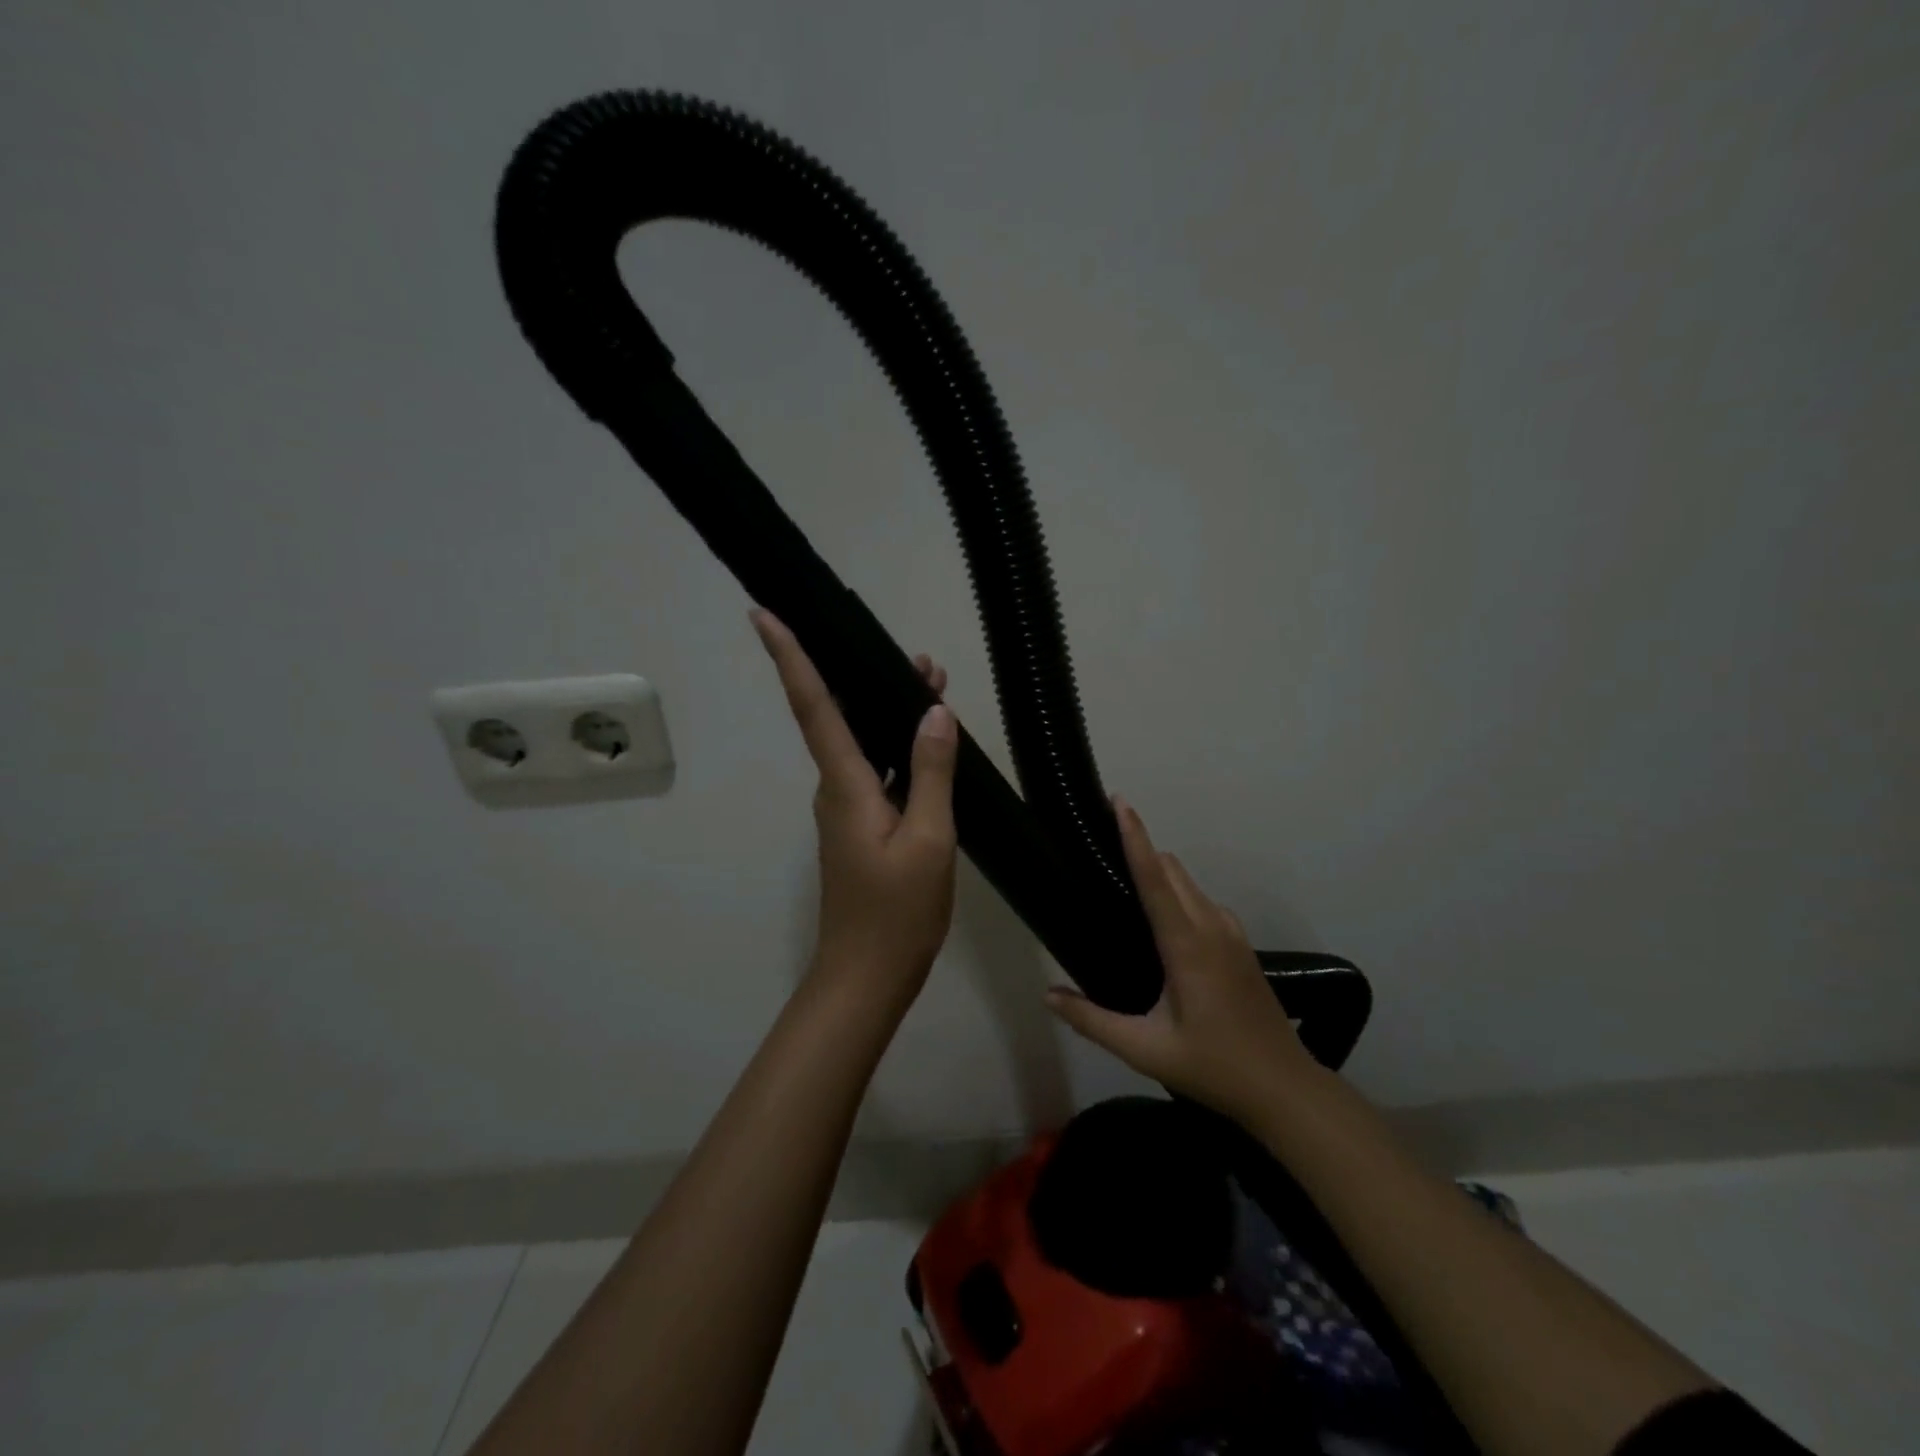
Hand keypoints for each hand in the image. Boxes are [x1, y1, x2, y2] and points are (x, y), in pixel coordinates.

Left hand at [750, 609, 959, 1007]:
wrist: (866, 976)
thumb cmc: (896, 912)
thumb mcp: (929, 840)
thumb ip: (931, 773)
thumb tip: (934, 712)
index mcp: (845, 784)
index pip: (813, 706)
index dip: (789, 658)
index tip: (764, 615)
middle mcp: (837, 788)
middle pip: (839, 715)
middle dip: (863, 675)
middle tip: (916, 655)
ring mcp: (847, 809)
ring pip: (862, 742)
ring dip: (887, 710)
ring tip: (933, 682)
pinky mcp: (861, 827)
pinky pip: (875, 771)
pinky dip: (898, 747)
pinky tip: (928, 742)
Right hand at [1045, 796, 1316, 1121]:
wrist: (1284, 1090)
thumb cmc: (1213, 1067)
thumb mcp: (1145, 1050)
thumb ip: (1092, 1021)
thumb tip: (1048, 994)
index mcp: (1187, 944)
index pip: (1155, 877)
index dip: (1135, 836)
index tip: (1120, 801)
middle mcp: (1212, 926)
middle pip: (1172, 869)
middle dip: (1141, 848)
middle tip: (1102, 848)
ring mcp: (1232, 934)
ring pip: (1190, 884)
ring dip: (1160, 873)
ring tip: (1125, 886)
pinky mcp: (1241, 946)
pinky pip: (1203, 902)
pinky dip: (1178, 894)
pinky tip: (1161, 926)